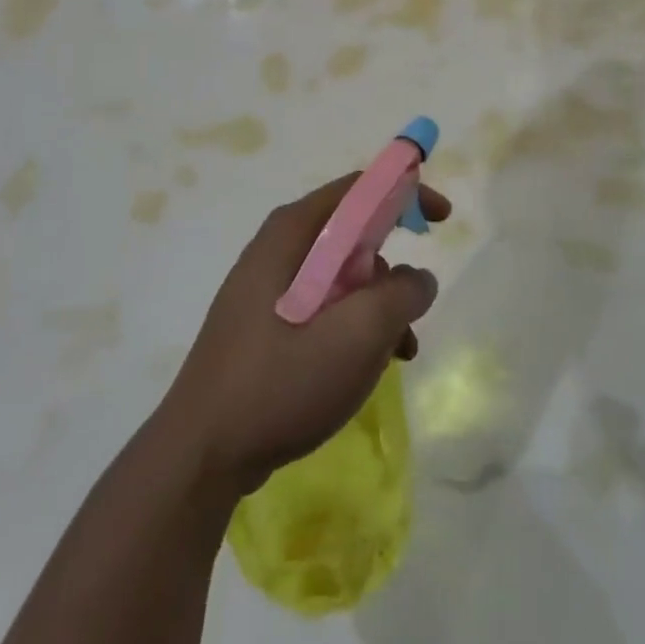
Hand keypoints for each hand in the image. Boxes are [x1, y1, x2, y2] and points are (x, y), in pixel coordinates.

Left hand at [158, 175, 448, 493]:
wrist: (203, 453)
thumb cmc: (280, 383)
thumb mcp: (356, 335)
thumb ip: (401, 295)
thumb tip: (418, 278)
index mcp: (292, 233)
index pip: (358, 189)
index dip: (405, 193)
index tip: (441, 220)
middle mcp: (277, 250)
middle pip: (352, 234)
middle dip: (392, 267)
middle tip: (414, 303)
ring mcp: (268, 289)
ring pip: (342, 277)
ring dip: (378, 306)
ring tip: (398, 351)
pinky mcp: (266, 325)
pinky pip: (324, 308)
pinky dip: (355, 327)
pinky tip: (371, 366)